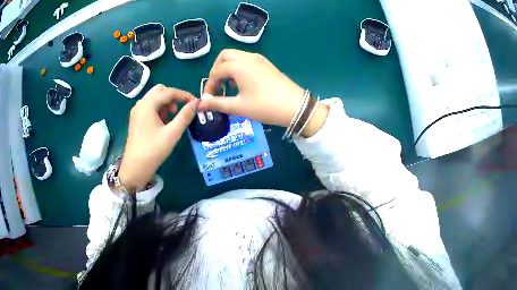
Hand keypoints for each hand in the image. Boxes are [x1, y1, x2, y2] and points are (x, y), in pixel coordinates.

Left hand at [119, 85, 198, 189]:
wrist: (135, 169)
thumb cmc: (153, 151)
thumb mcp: (172, 134)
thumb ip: (185, 116)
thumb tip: (196, 103)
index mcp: (147, 104)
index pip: (169, 92)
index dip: (184, 95)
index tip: (196, 103)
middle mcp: (140, 104)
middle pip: (160, 90)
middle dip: (173, 97)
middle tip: (180, 110)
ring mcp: (137, 111)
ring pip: (154, 98)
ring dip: (166, 103)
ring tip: (172, 118)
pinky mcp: (136, 119)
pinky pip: (149, 106)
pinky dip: (159, 109)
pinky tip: (163, 123)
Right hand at [199, 49, 327, 136]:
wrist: (295, 106)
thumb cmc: (264, 106)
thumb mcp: (238, 106)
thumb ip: (217, 103)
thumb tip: (201, 103)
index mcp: (238, 65)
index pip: (216, 71)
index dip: (209, 84)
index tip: (208, 99)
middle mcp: (247, 57)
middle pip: (225, 56)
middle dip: (216, 69)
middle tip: (216, 85)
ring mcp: (259, 59)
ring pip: (236, 56)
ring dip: (228, 68)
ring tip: (228, 87)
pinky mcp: (266, 64)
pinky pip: (247, 60)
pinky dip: (239, 68)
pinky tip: (242, 84)